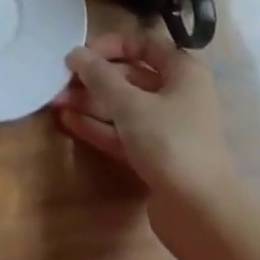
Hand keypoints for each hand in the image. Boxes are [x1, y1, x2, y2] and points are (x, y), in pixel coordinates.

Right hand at [52, 28, 236, 198]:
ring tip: (56, 101)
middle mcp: (178, 96)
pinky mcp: (156, 157)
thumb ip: (99, 75)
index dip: (112, 45)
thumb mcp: (129, 103)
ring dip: (91, 102)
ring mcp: (167, 129)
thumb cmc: (170, 142)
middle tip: (61, 81)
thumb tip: (75, 53)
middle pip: (130, 77)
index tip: (82, 54)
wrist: (202, 215)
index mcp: (183, 73)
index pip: (144, 44)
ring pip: (123, 106)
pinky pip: (123, 133)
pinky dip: (98, 126)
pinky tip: (68, 121)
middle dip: (94, 78)